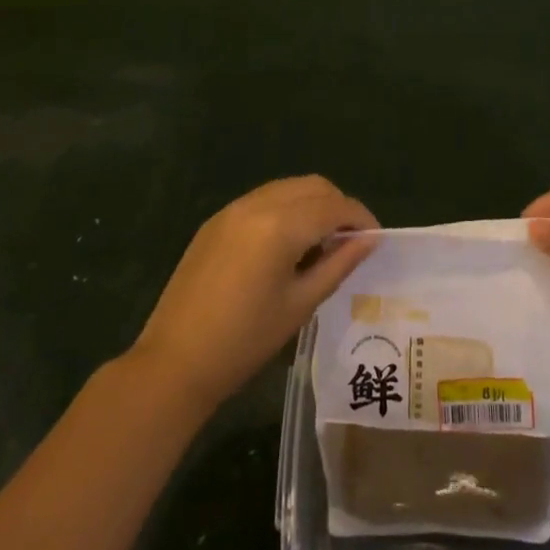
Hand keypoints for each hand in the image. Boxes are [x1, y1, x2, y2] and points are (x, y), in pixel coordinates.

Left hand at [131, 175, 377, 413]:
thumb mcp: (301, 304)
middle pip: (313, 186)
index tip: (375, 240)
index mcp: (281, 225)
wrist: (174, 362)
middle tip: (350, 241)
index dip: (360, 218)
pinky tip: (287, 244)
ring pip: (288, 188)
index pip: (334, 206)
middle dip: (338, 206)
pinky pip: (263, 199)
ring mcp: (233, 209)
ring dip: (312, 204)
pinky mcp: (216, 220)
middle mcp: (258, 204)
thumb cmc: (245, 341)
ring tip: (321, 243)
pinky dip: (286, 209)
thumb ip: (338, 264)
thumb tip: (370, 239)